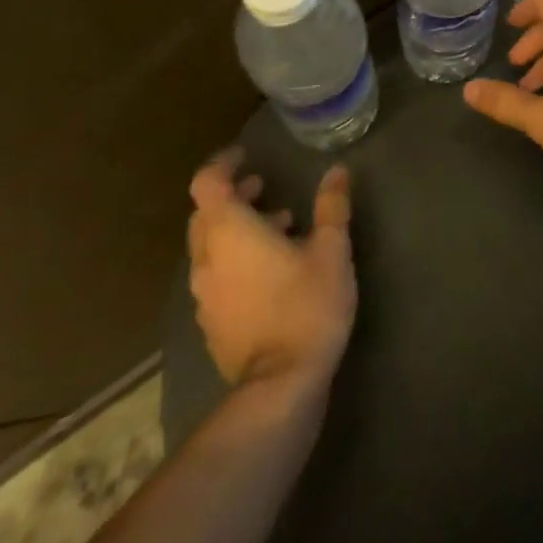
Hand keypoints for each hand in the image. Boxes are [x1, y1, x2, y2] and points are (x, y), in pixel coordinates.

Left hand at [186, 148, 355, 389]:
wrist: (279, 387)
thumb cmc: (306, 306)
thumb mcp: (331, 250)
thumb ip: (332, 207)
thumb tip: (337, 171)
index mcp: (230, 232)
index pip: (207, 183)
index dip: (223, 163)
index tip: (246, 155)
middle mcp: (207, 258)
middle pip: (205, 214)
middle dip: (232, 196)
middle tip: (264, 188)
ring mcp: (205, 294)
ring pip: (210, 246)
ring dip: (236, 228)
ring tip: (280, 226)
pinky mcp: (212, 322)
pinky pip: (216, 275)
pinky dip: (236, 258)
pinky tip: (272, 270)